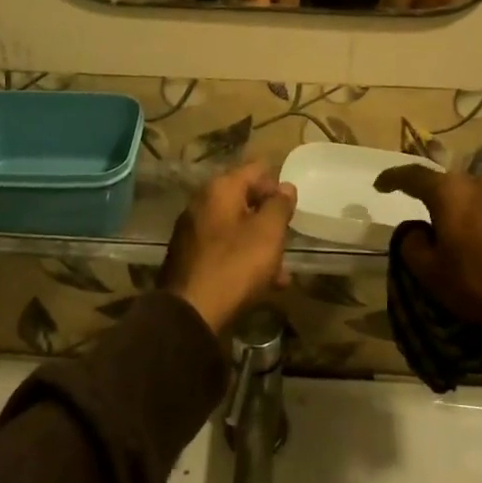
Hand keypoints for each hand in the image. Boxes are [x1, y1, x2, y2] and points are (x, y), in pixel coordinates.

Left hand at [161, 161, 296, 332]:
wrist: (190, 313)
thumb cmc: (235, 265)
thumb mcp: (268, 233)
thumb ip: (279, 206)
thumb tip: (285, 186)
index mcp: (220, 188)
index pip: (257, 169)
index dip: (277, 186)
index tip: (291, 210)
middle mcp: (202, 202)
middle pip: (245, 199)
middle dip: (268, 218)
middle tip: (287, 240)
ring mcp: (193, 230)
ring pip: (236, 227)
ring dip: (259, 243)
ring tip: (280, 271)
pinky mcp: (190, 257)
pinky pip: (224, 248)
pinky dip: (242, 259)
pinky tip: (262, 285)